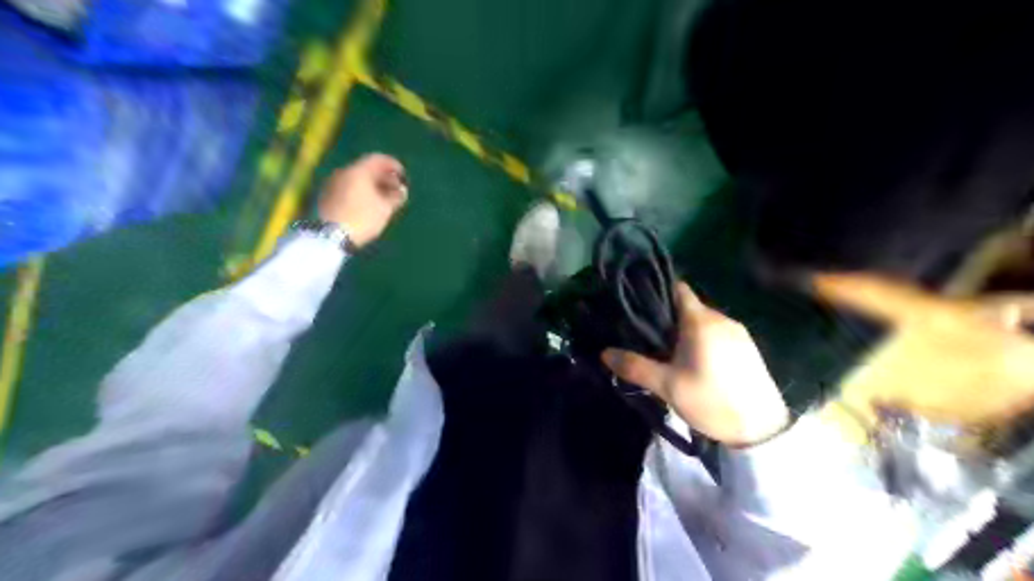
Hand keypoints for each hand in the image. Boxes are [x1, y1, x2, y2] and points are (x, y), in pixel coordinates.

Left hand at [321, 152, 407, 244]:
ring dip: (372, 185)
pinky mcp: (326, 195)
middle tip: (395, 189)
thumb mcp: (384, 209)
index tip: (403, 176)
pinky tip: (367, 205)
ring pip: (356, 178)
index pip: (378, 159)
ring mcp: (332, 183)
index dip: (393, 165)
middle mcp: (343, 172)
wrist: (329, 236)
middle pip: (366, 168)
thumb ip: (396, 197)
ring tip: (383, 200)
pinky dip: (360, 191)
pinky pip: (348, 187)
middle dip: (383, 177)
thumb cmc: (362, 219)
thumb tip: (401, 191)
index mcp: (358, 170)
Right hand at [604, 283, 789, 445]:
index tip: (641, 309)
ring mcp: (739, 333)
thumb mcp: (667, 386)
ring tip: (671, 355)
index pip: (678, 289)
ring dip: (687, 333)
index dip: (658, 294)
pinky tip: (697, 364)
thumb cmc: (711, 401)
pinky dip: (704, 341)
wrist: (762, 430)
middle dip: (669, 320)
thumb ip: (635, 367)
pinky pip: (718, 334)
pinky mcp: (748, 348)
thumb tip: (605, 353)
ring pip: (704, 322)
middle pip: (689, 307)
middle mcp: (722, 319)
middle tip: (650, 341)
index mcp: (701, 321)